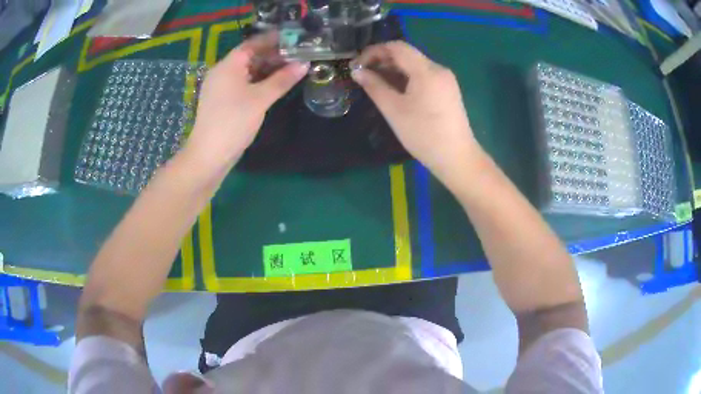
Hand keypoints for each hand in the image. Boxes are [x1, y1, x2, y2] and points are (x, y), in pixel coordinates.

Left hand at [185, 33, 308, 170]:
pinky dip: (259, 82)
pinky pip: (244, 84)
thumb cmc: (233, 122)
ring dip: (268, 69)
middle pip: (250, 56)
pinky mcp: (223, 101)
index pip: (253, 44)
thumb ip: (282, 79)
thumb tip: (304, 64)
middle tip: (299, 56)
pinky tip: (275, 85)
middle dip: (274, 55)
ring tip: (292, 69)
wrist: (209, 156)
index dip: (274, 40)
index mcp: (228, 65)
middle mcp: (223, 72)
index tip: (295, 39)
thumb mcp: (260, 99)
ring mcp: (221, 87)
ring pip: (248, 71)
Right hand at [351, 42, 481, 186]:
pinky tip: (394, 90)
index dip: (374, 51)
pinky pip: (423, 76)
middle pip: (407, 55)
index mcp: (427, 70)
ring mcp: (445, 80)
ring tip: (374, 82)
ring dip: (393, 70)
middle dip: (382, 60)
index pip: (397, 47)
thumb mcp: (394, 110)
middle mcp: (438, 69)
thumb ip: (374, 86)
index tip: (357, 65)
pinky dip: (406, 78)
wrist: (457, 158)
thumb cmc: (424, 134)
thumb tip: (357, 72)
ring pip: (415, 66)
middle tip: (362, 74)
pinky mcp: (447, 90)